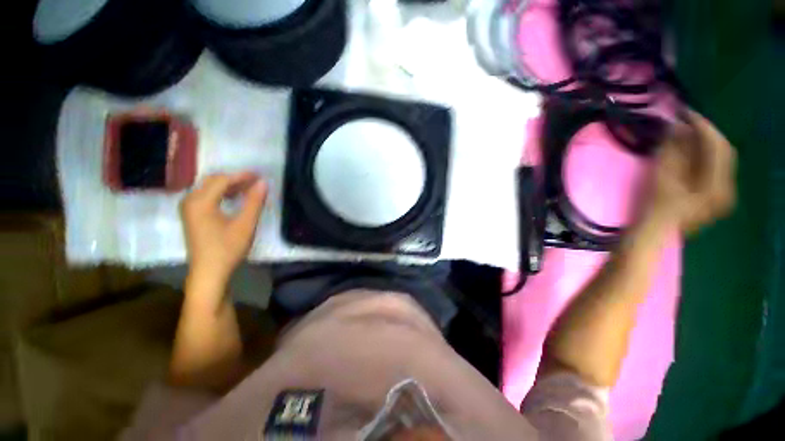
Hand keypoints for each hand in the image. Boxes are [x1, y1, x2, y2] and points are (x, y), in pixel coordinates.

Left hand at [180, 172, 267, 285]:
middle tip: (256, 181)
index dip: (242, 176)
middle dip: (235, 179)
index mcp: (200, 202)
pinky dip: (222, 194)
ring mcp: (188, 208)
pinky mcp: (191, 215)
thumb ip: (254, 202)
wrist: (209, 272)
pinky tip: (235, 198)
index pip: (222, 180)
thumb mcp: (245, 225)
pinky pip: (206, 196)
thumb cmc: (227, 249)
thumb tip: (263, 183)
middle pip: (213, 181)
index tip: (260, 175)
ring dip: (229, 186)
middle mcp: (190, 200)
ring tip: (249, 189)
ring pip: (209, 188)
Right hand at [644, 110, 736, 233]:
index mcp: (717, 185)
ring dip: (704, 144)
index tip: (684, 112)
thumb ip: (672, 151)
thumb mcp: (661, 178)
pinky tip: (690, 152)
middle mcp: (727, 188)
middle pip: (723, 151)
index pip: (716, 145)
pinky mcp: (715, 198)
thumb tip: (676, 127)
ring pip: (720, 160)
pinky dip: (703, 157)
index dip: (701, 125)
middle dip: (705, 133)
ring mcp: (723, 194)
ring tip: (685, 134)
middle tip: (685, 121)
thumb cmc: (653, 209)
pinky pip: (715, 170)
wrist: (653, 235)